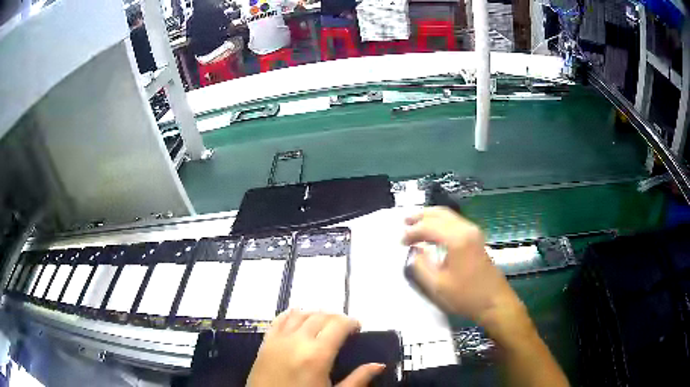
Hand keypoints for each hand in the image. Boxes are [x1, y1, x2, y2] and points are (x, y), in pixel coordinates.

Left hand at [247, 310, 385, 386]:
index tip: (358, 328)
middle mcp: (297, 341)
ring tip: (324, 324)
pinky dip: (292, 314)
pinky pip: (279, 319)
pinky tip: (299, 320)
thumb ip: (358, 379)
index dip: (351, 322)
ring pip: (300, 313)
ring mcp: (279, 339)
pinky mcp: (265, 342)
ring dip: (315, 314)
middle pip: (320, 316)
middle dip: (336, 317)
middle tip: (344, 328)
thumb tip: (379, 365)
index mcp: (317, 355)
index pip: (338, 324)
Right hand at [402, 207, 520, 325]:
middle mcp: (466, 229)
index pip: (429, 226)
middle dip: (421, 216)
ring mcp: (474, 232)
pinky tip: (433, 232)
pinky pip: (455, 222)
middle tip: (405, 221)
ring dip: (431, 217)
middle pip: (440, 213)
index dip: (412, 232)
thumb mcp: (437, 285)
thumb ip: (421, 265)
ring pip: (449, 215)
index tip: (400, 241)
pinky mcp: (477, 239)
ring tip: (415, 224)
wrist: (495, 302)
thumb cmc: (466, 296)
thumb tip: (415, 251)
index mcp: (457, 239)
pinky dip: (441, 222)